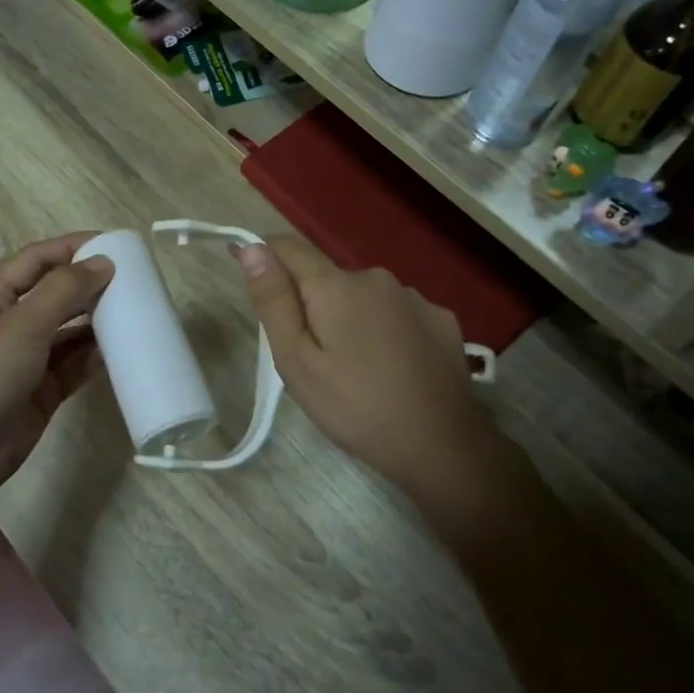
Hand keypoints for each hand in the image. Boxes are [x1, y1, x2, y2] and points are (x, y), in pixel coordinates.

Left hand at [0, 234, 113, 497]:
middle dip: (89, 285)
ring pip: (69, 332)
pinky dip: (95, 357)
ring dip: (97, 322)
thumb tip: (104, 262)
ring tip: (134, 312)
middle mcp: (10, 325)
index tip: (114, 243)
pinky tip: (121, 350)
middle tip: (134, 281)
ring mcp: (27, 361)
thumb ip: (64, 290)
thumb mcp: (22, 324)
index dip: (72, 247)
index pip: (36, 260)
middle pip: (55, 294)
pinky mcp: (42, 392)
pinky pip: (74, 366)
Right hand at [235, 235, 507, 523]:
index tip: (257, 285)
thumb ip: (274, 301)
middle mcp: (376, 278)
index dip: (265, 257)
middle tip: (313, 358)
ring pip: (364, 298)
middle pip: (328, 278)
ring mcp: (415, 297)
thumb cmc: (354, 407)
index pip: (289, 247)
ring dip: (352, 319)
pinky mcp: (441, 319)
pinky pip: (398, 314)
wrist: (441, 444)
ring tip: (356, 369)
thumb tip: (252, 248)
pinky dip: (387, 331)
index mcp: (336, 286)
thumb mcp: (296, 361)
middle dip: (313, 306)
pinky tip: (394, 368)